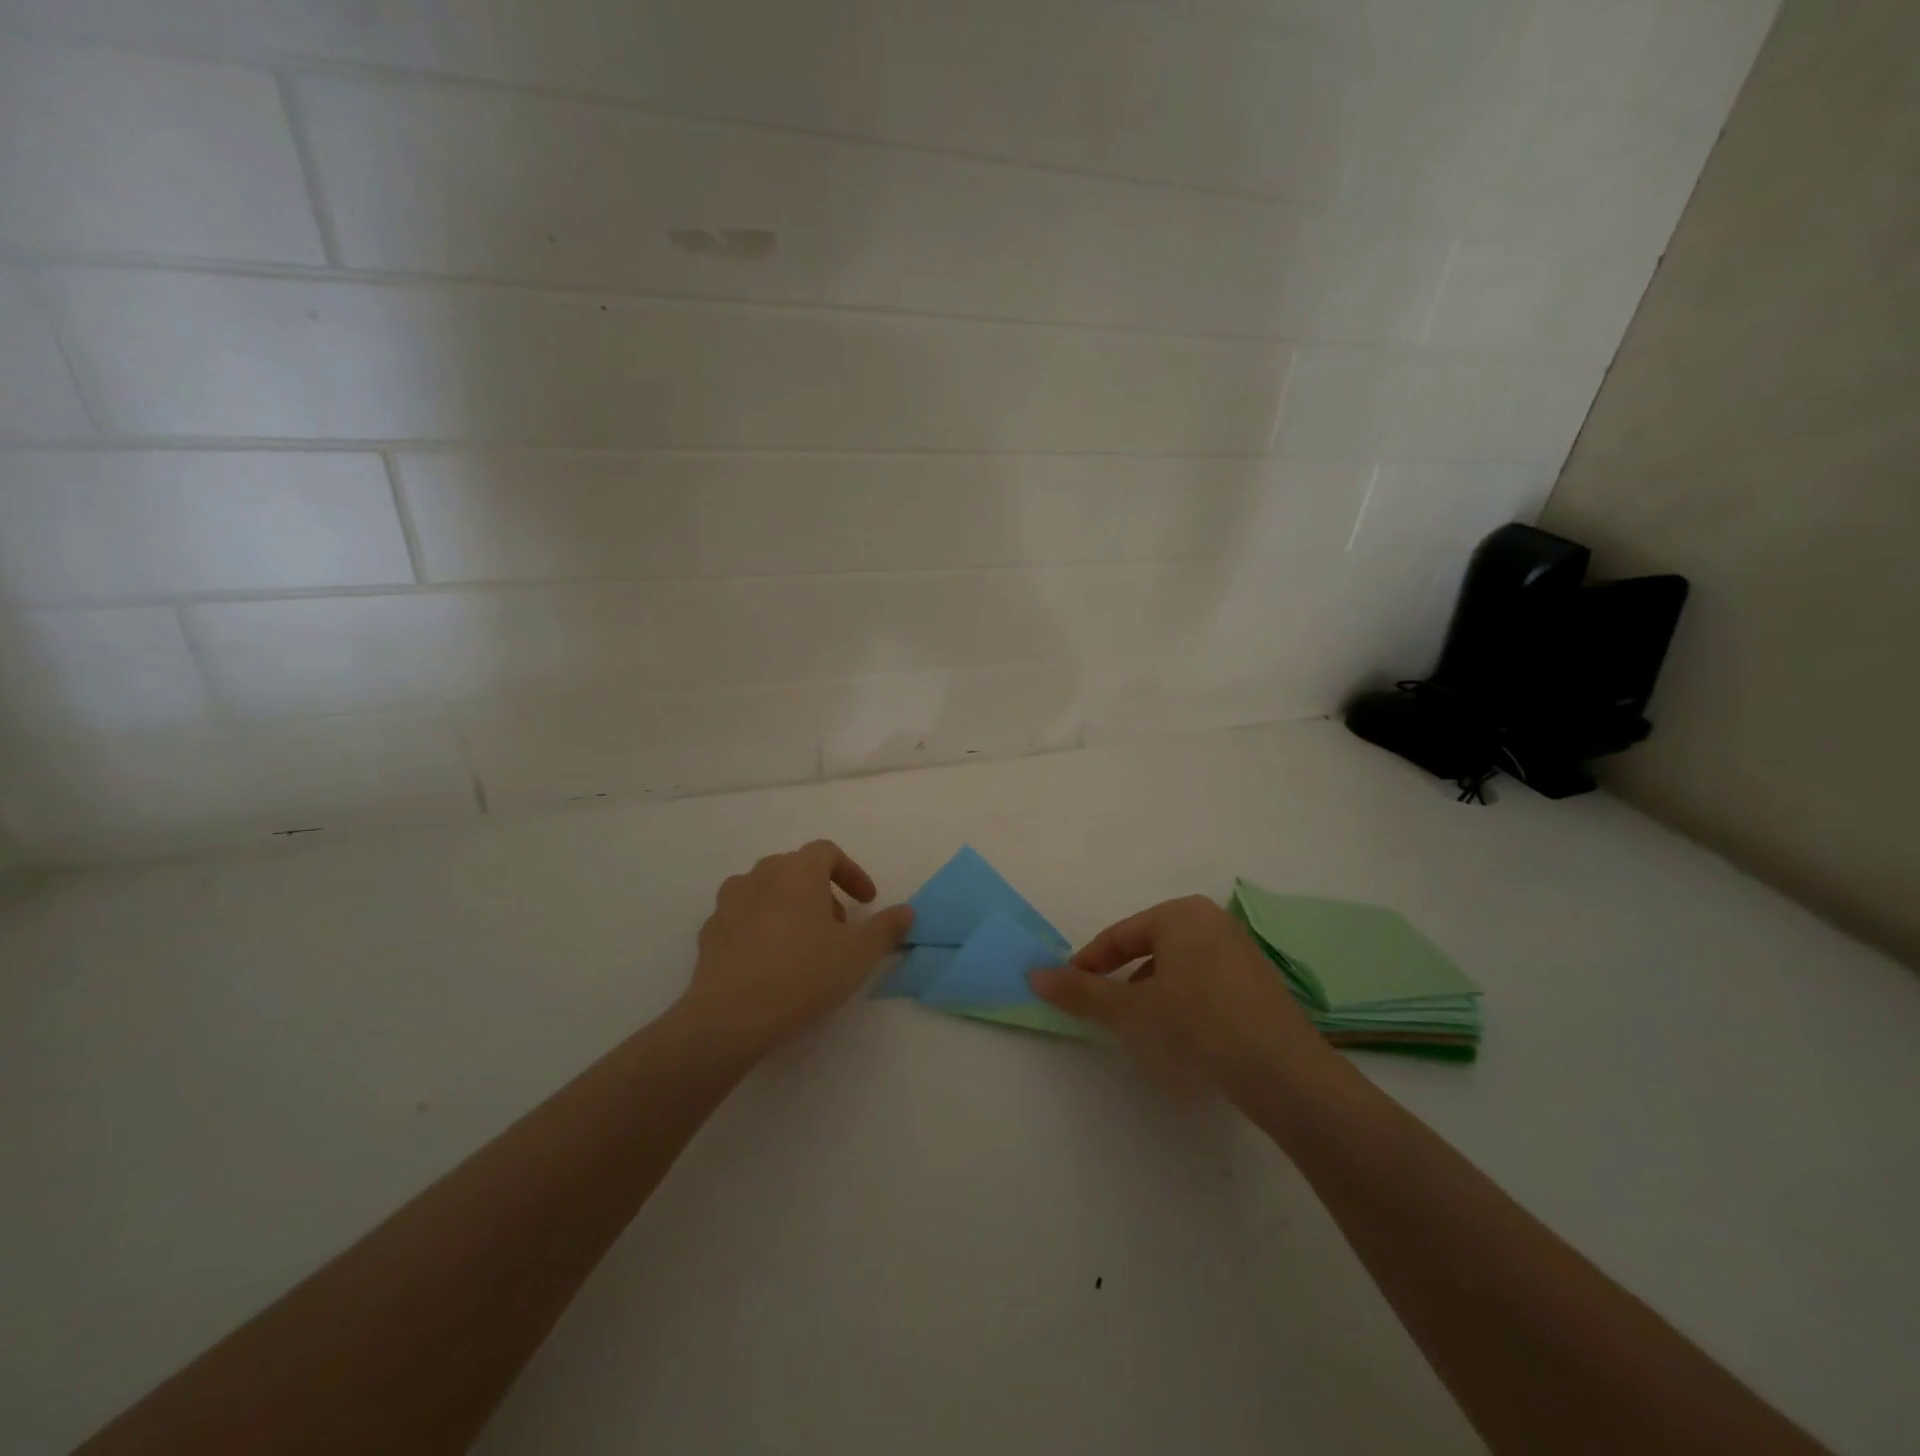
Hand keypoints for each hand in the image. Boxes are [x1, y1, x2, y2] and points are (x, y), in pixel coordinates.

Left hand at [680, 840, 913, 1053]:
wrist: (731, 1013)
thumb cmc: (803, 972)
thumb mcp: (858, 953)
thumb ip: (886, 928)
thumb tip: (907, 911)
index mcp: (798, 870)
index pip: (827, 852)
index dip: (851, 873)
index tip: (866, 901)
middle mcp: (761, 874)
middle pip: (796, 869)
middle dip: (821, 891)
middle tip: (838, 925)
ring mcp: (730, 901)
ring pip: (766, 891)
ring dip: (788, 906)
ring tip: (802, 942)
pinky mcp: (710, 930)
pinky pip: (742, 918)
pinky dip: (760, 928)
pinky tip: (769, 961)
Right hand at [1030, 896, 1330, 1089]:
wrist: (1284, 1074)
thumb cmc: (1196, 1027)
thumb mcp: (1129, 1011)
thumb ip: (1080, 992)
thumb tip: (1034, 975)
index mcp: (1181, 914)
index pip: (1120, 937)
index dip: (1089, 966)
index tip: (1069, 992)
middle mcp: (1213, 922)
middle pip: (1150, 950)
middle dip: (1124, 982)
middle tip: (1106, 1014)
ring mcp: (1243, 952)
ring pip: (1179, 969)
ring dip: (1154, 995)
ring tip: (1144, 1032)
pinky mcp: (1262, 984)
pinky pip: (1208, 985)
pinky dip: (1186, 1005)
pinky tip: (1186, 1040)